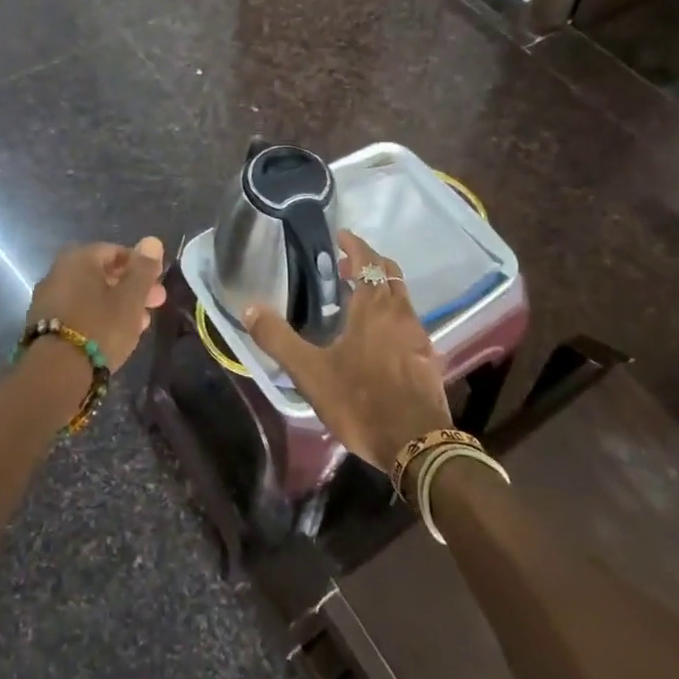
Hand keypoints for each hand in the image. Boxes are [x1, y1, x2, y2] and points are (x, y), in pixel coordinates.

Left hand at [27, 237, 166, 371]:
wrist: (55, 374)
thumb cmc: (100, 327)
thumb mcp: (131, 298)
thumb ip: (143, 269)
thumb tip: (152, 241)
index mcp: (79, 258)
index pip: (116, 251)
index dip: (141, 266)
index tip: (158, 285)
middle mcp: (59, 272)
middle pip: (103, 274)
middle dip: (131, 288)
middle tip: (154, 305)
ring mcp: (48, 299)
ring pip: (91, 295)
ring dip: (117, 305)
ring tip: (139, 325)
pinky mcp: (43, 324)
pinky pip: (78, 312)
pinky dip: (98, 318)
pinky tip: (114, 336)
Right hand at [244, 231, 451, 470]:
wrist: (417, 444)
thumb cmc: (361, 401)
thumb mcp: (310, 372)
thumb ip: (279, 339)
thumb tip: (250, 308)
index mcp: (373, 307)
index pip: (368, 261)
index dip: (354, 245)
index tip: (340, 235)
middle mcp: (400, 313)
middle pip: (390, 273)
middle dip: (369, 263)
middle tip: (344, 267)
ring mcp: (419, 336)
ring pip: (402, 298)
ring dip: (382, 289)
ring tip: (357, 301)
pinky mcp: (428, 359)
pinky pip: (409, 323)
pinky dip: (393, 315)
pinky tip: (379, 339)